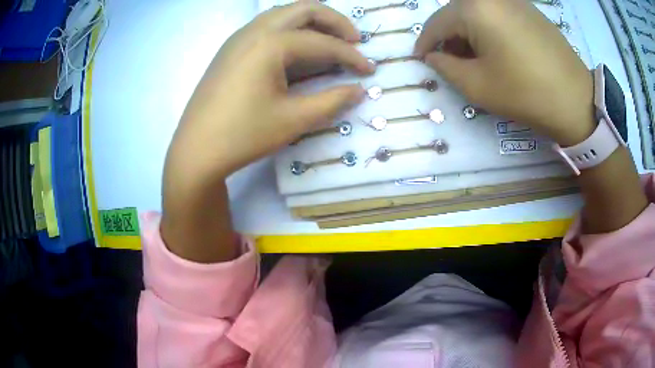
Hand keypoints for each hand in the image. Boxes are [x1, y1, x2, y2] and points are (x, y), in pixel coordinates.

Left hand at [166, 1, 372, 181]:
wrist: (196, 150)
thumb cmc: (243, 135)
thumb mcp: (293, 120)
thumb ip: (332, 101)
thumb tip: (359, 90)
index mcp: (270, 43)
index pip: (322, 43)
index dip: (351, 57)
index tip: (369, 70)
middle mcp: (254, 30)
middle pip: (304, 9)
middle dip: (334, 21)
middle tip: (353, 42)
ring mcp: (239, 37)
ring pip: (283, 14)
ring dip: (311, 22)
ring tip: (329, 42)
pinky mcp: (231, 49)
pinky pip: (267, 26)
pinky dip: (290, 30)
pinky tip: (297, 50)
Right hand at [415, 0, 594, 145]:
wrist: (576, 100)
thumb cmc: (526, 93)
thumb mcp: (477, 85)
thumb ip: (445, 67)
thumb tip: (433, 56)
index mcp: (474, 9)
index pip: (437, 22)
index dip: (425, 42)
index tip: (420, 59)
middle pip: (457, 13)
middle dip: (448, 36)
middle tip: (448, 60)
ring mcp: (512, 0)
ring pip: (477, 11)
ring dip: (468, 31)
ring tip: (473, 57)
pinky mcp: (528, 8)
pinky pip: (497, 12)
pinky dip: (488, 27)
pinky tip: (495, 47)